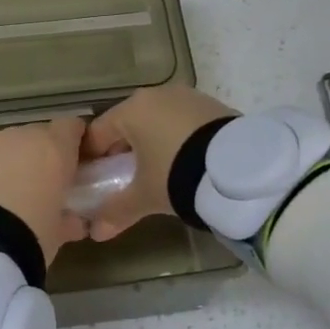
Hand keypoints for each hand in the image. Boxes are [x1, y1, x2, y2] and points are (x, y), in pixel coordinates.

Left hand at [0, 118, 89, 264]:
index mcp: (55, 149)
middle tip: (38, 187)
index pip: (72, 127)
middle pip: (37, 135)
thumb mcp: (58, 234)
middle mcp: (22, 136)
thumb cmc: (30, 237)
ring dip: (9, 157)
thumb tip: (73, 220)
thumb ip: (68, 219)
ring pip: (5, 140)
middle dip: (39, 155)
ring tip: (3, 189)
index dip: (72, 143)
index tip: (73, 164)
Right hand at [82, 86, 236, 240]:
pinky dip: (175, 137)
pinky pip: (180, 120)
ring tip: (156, 171)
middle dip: (121, 150)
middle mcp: (155, 94)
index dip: (90, 158)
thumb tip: (96, 233)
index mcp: (131, 110)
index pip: (97, 133)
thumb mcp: (145, 196)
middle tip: (123, 178)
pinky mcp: (210, 104)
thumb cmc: (177, 173)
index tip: (92, 180)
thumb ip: (116, 211)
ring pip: (155, 120)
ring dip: (150, 142)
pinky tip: (182, 160)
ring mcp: (185, 96)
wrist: (238, 167)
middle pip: (126, 123)